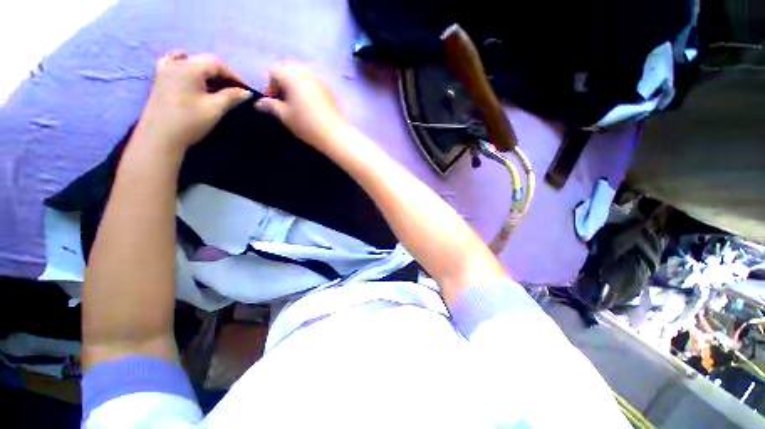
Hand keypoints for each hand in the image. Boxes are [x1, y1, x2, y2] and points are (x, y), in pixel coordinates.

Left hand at [135, 52, 251, 152]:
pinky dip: (186, 66)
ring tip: (216, 86)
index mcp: (190, 67)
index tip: (245, 90)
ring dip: (206, 72)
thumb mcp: (215, 109)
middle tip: (234, 91)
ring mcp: (165, 70)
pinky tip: (190, 74)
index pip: (217, 64)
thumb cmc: (189, 121)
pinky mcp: (159, 79)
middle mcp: (176, 63)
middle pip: (204, 62)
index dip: (234, 76)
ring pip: (191, 62)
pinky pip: (174, 63)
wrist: (160, 137)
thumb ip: (231, 97)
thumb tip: (247, 92)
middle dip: (222, 74)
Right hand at [255, 61, 346, 149]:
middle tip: (283, 99)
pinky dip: (307, 88)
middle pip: (288, 68)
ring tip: (295, 102)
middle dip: (282, 81)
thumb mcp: (284, 115)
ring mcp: (319, 79)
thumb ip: (271, 106)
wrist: (334, 133)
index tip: (272, 102)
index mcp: (291, 75)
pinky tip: (309, 104)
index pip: (274, 72)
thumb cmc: (306, 123)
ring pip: (302, 74)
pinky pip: (313, 82)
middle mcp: (305, 72)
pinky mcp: (329, 89)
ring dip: (295, 83)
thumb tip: (259, 103)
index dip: (270, 86)